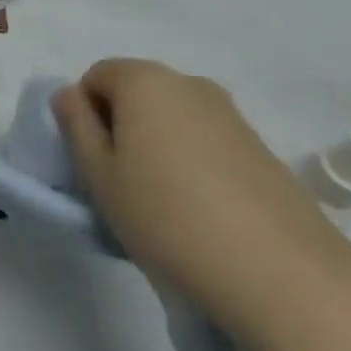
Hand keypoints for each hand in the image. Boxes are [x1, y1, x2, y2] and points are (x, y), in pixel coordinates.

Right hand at [54, 59, 350, 342]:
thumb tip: (69, 94)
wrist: (281, 274)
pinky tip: (202, 210)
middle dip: (122, 127)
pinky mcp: (259, 145)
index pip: (96, 76)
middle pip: (136, 92)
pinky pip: (206, 139)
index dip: (85, 115)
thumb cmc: (169, 219)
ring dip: (158, 145)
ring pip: (172, 117)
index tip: (94, 163)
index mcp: (144, 80)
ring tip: (164, 203)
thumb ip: (76, 126)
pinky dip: (193, 161)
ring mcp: (229, 112)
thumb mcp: (101, 177)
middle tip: (122, 184)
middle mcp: (188, 82)